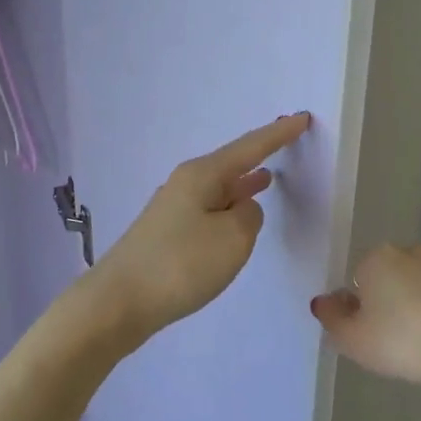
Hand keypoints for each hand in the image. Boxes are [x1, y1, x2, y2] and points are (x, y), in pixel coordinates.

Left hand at [87, 113, 312, 343]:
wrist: (118, 302)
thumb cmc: (181, 265)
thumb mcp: (233, 239)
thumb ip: (249, 216)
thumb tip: (242, 208)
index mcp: (202, 175)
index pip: (249, 147)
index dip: (278, 134)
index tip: (302, 117)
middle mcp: (184, 184)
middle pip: (229, 164)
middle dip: (258, 156)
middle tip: (284, 143)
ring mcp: (172, 209)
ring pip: (217, 189)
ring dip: (242, 184)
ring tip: (266, 179)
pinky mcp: (166, 235)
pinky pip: (207, 210)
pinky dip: (227, 207)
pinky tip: (233, 217)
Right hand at [311, 244, 420, 390]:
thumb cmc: (403, 341)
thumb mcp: (352, 339)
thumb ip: (332, 318)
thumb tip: (323, 301)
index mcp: (378, 257)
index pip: (358, 279)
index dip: (359, 308)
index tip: (368, 334)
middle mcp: (412, 252)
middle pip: (390, 278)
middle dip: (389, 303)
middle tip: (393, 342)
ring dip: (418, 308)